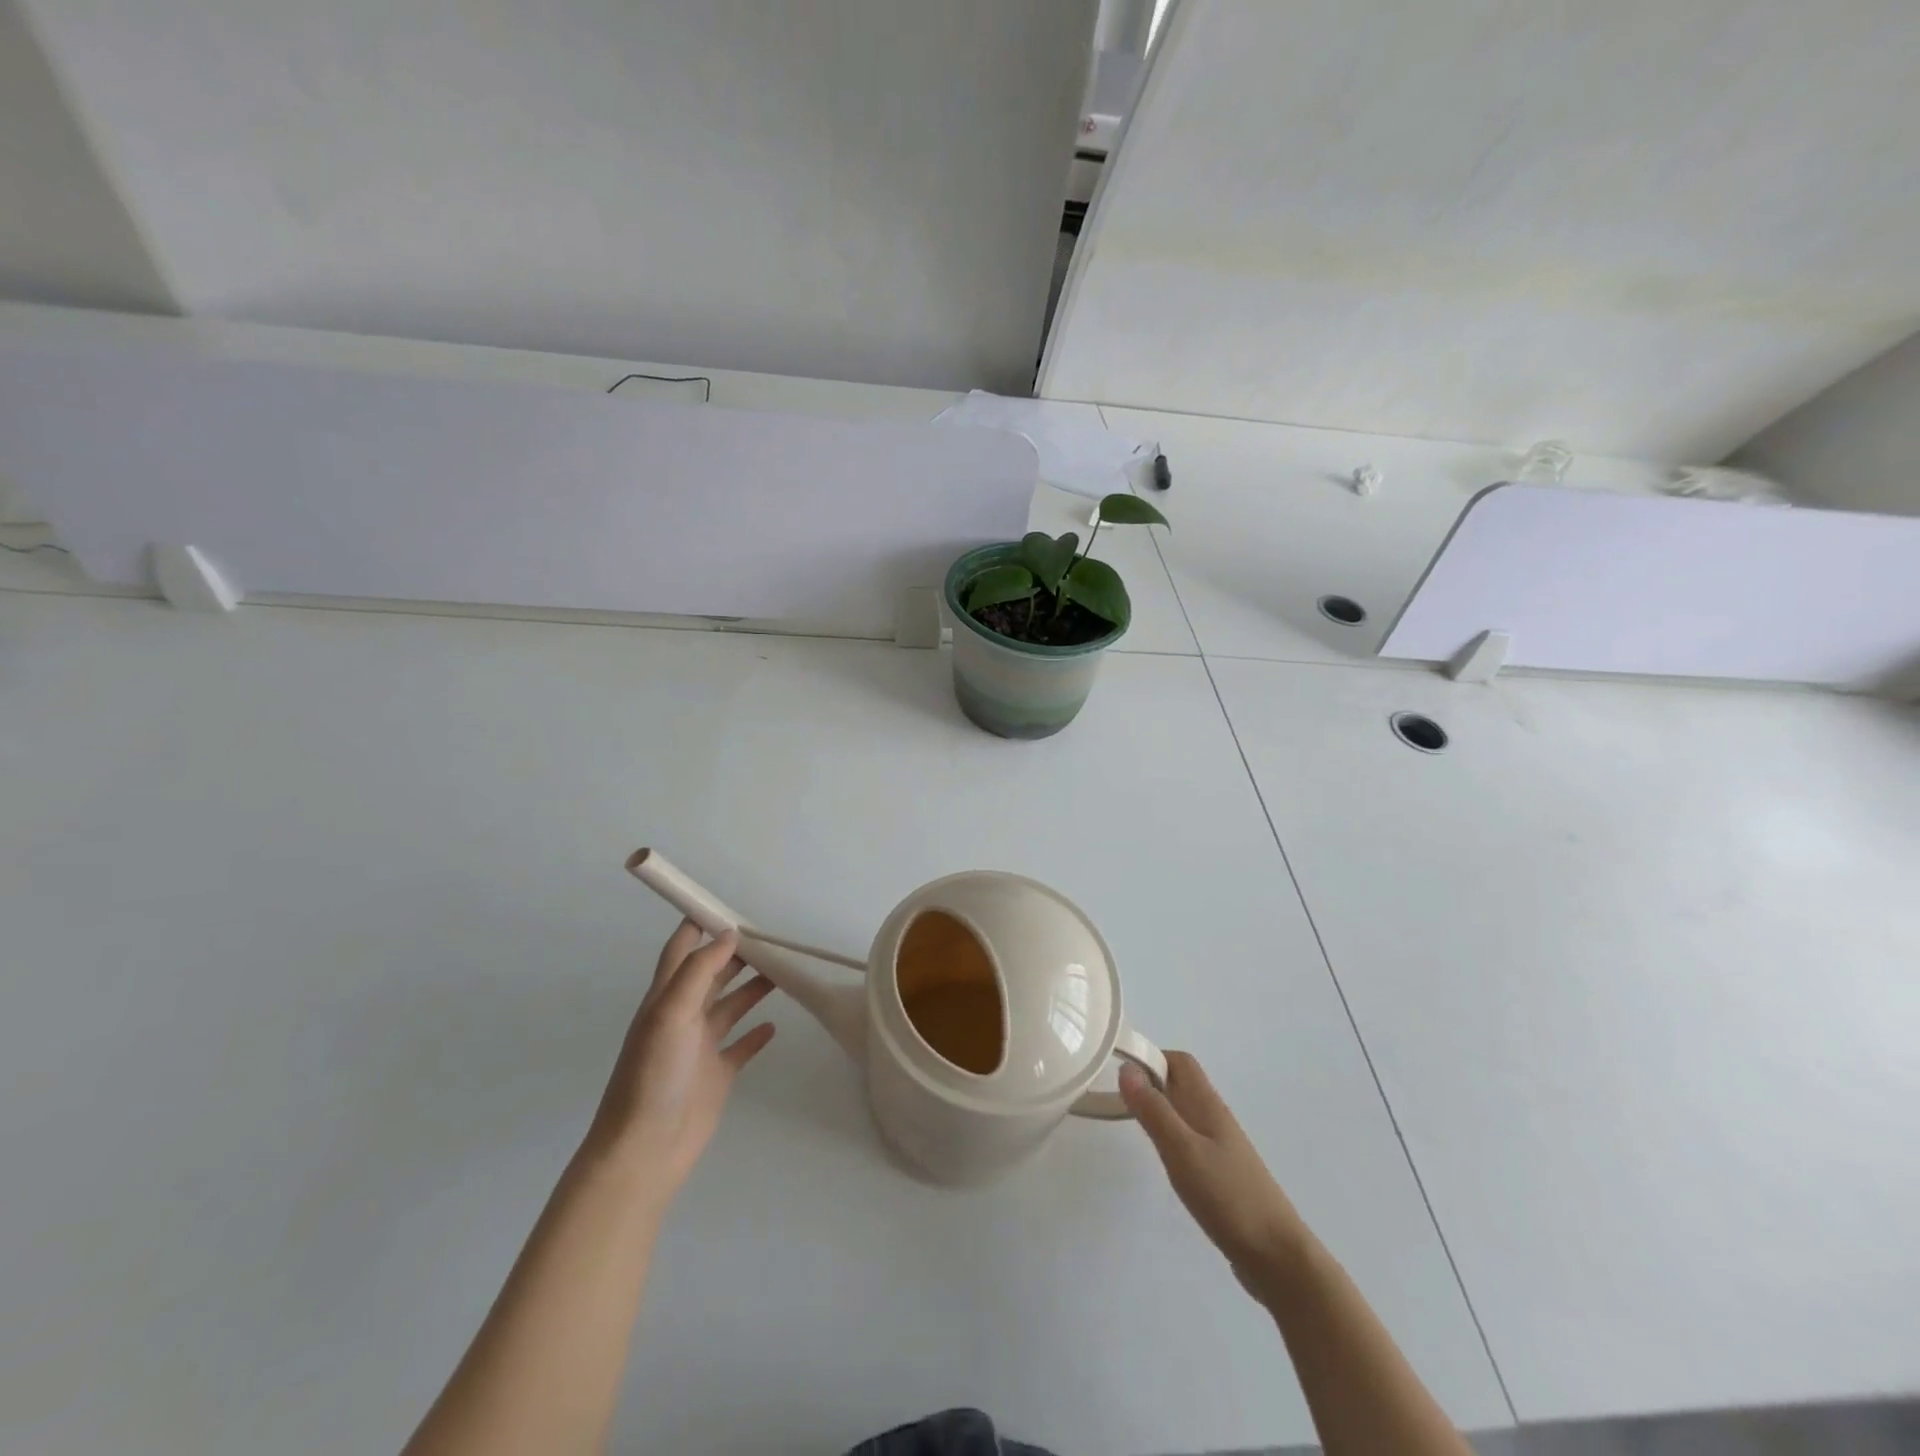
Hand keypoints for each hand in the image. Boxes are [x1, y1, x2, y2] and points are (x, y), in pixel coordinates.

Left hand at [584, 921, 776, 1209]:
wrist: (645, 1150)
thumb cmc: (653, 1075)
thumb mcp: (671, 1013)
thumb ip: (699, 971)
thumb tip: (728, 935)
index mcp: (665, 999)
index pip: (681, 951)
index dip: (698, 926)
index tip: (726, 906)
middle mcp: (683, 1017)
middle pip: (711, 974)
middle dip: (735, 954)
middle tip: (769, 938)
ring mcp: (700, 1047)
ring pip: (730, 1006)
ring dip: (752, 987)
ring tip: (781, 971)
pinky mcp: (716, 1074)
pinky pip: (740, 1046)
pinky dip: (756, 1034)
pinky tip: (774, 1025)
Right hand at [1120, 1052, 1305, 1299]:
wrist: (1277, 1257)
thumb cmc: (1227, 1197)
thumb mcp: (1182, 1150)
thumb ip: (1154, 1110)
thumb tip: (1127, 1067)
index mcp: (1207, 1104)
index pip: (1179, 1062)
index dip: (1151, 1059)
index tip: (1120, 1074)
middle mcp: (1214, 1117)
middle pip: (1180, 1084)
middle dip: (1150, 1083)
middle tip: (1118, 1099)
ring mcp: (1220, 1146)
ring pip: (1184, 1112)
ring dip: (1159, 1109)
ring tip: (1133, 1126)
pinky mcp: (1221, 1173)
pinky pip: (1190, 1138)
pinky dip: (1171, 1137)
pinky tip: (1162, 1159)